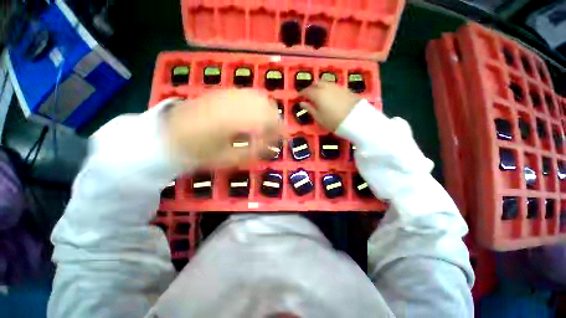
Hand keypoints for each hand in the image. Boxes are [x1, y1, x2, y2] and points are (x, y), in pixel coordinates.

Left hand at [164, 89, 281, 167]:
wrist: (168, 134)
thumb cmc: (198, 152)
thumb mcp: (227, 159)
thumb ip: (252, 151)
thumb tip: (270, 146)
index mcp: (233, 121)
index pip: (267, 121)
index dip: (279, 131)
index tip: (284, 140)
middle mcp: (233, 103)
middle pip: (266, 106)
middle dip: (276, 120)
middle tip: (276, 134)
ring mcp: (227, 94)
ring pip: (259, 97)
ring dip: (269, 111)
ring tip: (268, 125)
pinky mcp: (223, 92)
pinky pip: (249, 94)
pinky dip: (258, 104)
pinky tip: (255, 115)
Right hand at [299, 81, 360, 130]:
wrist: (355, 119)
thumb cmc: (333, 121)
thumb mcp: (319, 118)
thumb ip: (309, 109)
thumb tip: (302, 103)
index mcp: (318, 94)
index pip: (307, 91)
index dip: (302, 93)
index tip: (299, 96)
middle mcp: (326, 87)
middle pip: (316, 83)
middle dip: (311, 88)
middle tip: (308, 95)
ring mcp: (337, 86)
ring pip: (325, 83)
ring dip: (319, 87)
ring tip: (318, 95)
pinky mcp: (345, 88)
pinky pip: (333, 86)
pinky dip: (327, 88)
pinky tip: (329, 95)